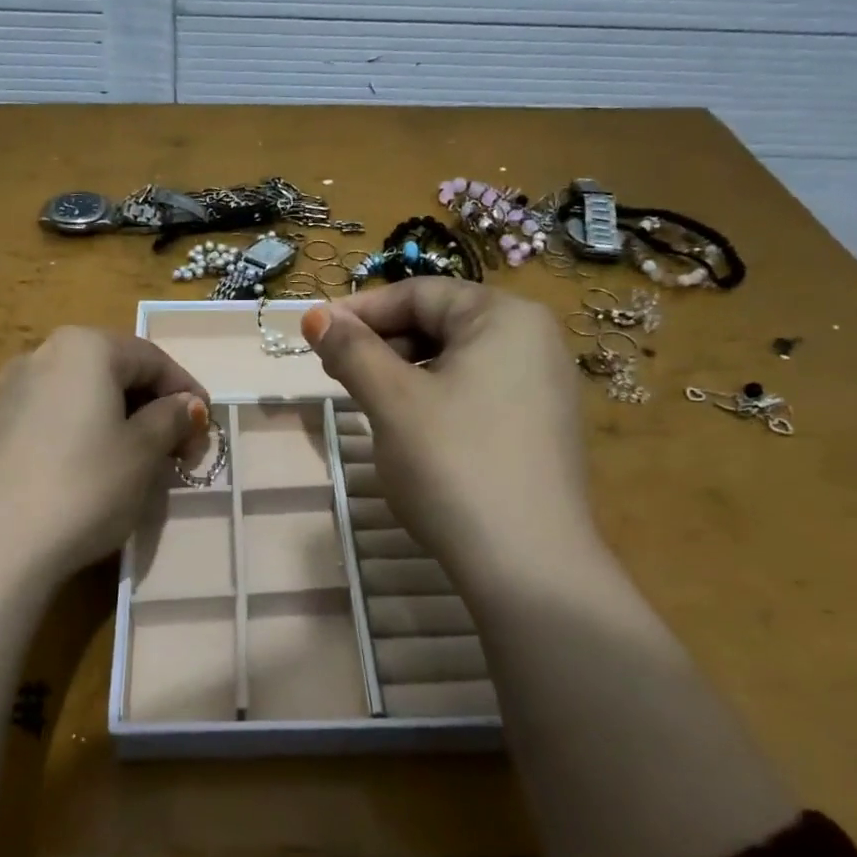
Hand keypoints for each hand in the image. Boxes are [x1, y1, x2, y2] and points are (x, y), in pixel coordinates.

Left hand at [0, 327, 209, 582]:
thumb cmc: (84, 486)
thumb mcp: (143, 453)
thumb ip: (170, 419)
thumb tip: (186, 406)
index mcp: (84, 348)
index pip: (152, 358)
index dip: (187, 392)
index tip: (206, 431)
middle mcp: (42, 355)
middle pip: (115, 372)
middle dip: (153, 407)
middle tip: (178, 450)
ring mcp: (10, 391)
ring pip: (84, 396)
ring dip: (120, 421)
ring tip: (140, 463)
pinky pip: (55, 417)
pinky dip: (85, 433)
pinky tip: (93, 471)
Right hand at [302, 280, 595, 580]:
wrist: (527, 563)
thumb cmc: (453, 464)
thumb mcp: (392, 401)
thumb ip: (352, 351)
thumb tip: (315, 315)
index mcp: (504, 317)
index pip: (420, 293)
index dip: (361, 310)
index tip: (314, 333)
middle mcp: (533, 340)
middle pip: (441, 323)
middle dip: (382, 342)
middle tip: (335, 372)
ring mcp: (542, 386)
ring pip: (455, 361)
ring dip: (402, 373)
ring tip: (365, 401)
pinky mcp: (538, 428)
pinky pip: (475, 392)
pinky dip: (433, 398)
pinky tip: (409, 430)